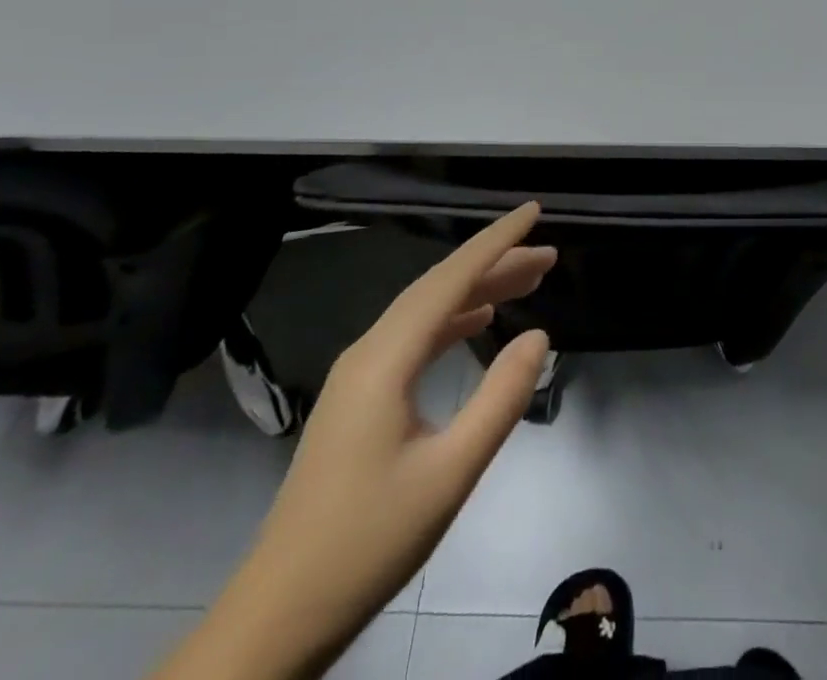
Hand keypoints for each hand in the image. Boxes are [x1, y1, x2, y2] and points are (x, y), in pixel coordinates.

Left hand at [155, 204, 556, 679]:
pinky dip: (453, 321)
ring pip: (427, 312)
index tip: (533, 211)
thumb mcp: (450, 474)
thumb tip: (539, 336)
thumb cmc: (368, 543)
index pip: (450, 279)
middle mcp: (369, 352)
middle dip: (495, 265)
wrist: (279, 616)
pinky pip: (414, 339)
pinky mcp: (359, 399)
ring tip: (527, 283)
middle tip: (548, 258)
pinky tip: (478, 322)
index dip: (496, 241)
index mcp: (385, 359)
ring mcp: (359, 375)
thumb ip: (500, 399)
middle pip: (439, 289)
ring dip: (477, 292)